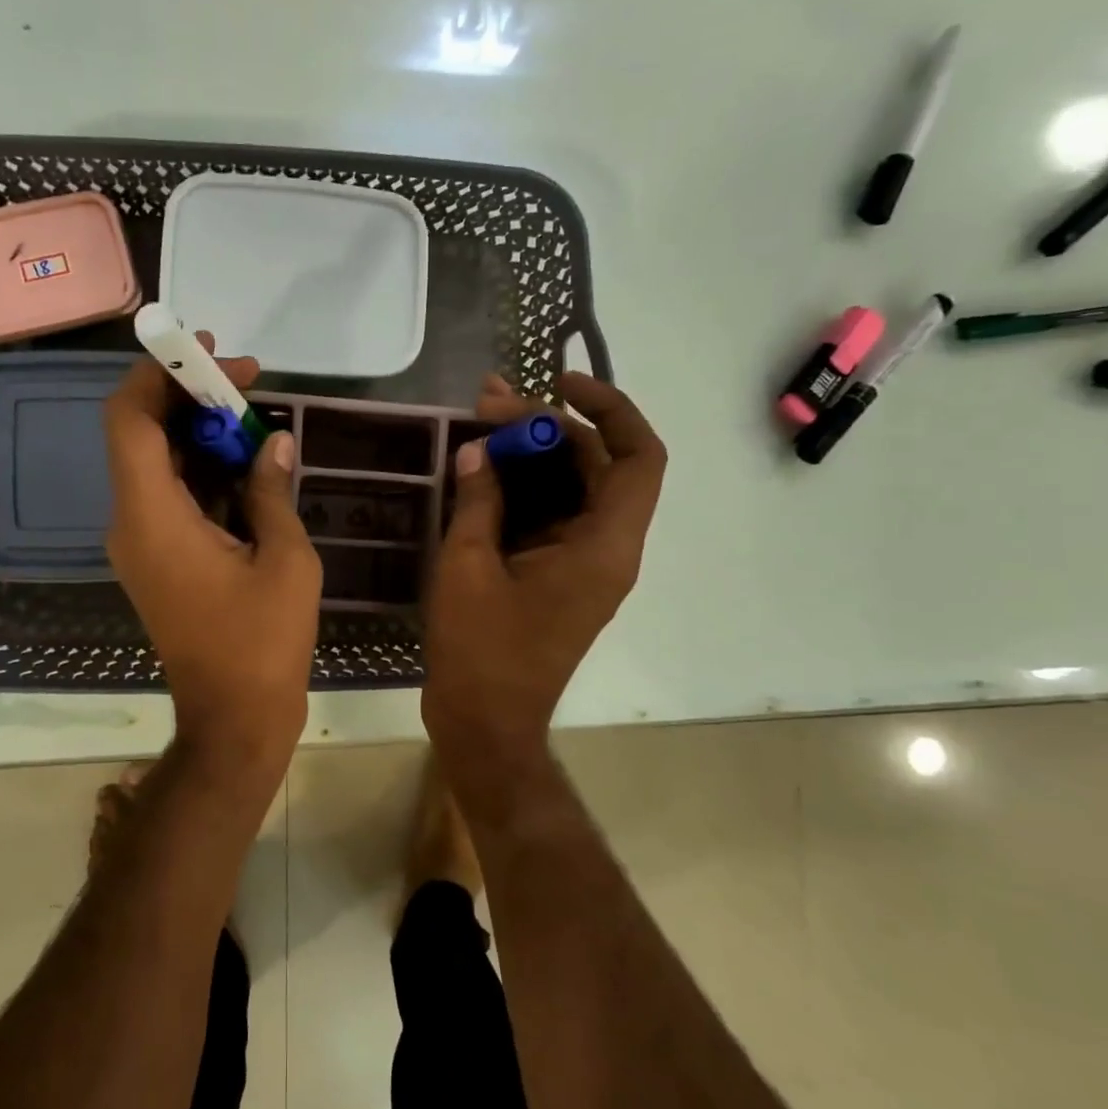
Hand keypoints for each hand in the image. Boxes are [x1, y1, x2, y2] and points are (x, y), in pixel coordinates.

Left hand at [103, 341, 321, 777]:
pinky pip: (168, 495)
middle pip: (141, 434)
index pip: (130, 419)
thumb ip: (271, 490)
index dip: (160, 373)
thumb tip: (273, 443)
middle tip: (246, 382)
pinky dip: (200, 470)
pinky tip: (244, 463)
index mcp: (151, 516)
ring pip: (156, 463)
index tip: (209, 353)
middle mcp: (130, 523)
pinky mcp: (156, 559)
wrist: (233, 719)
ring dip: (198, 433)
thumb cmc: (262, 642)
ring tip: (254, 417)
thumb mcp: (284, 558)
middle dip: (188, 398)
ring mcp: (139, 543)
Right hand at [422, 372, 664, 786]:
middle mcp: (606, 549)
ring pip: (572, 489)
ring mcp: (583, 565)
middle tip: (489, 404)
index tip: (558, 383)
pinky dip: (522, 488)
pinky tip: (480, 470)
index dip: (609, 409)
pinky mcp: (558, 576)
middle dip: (548, 427)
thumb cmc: (482, 651)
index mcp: (603, 546)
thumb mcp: (469, 567)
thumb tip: (478, 450)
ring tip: (480, 423)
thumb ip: (479, 501)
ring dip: (532, 454)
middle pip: (597, 465)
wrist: (486, 725)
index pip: (638, 457)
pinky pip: (551, 516)